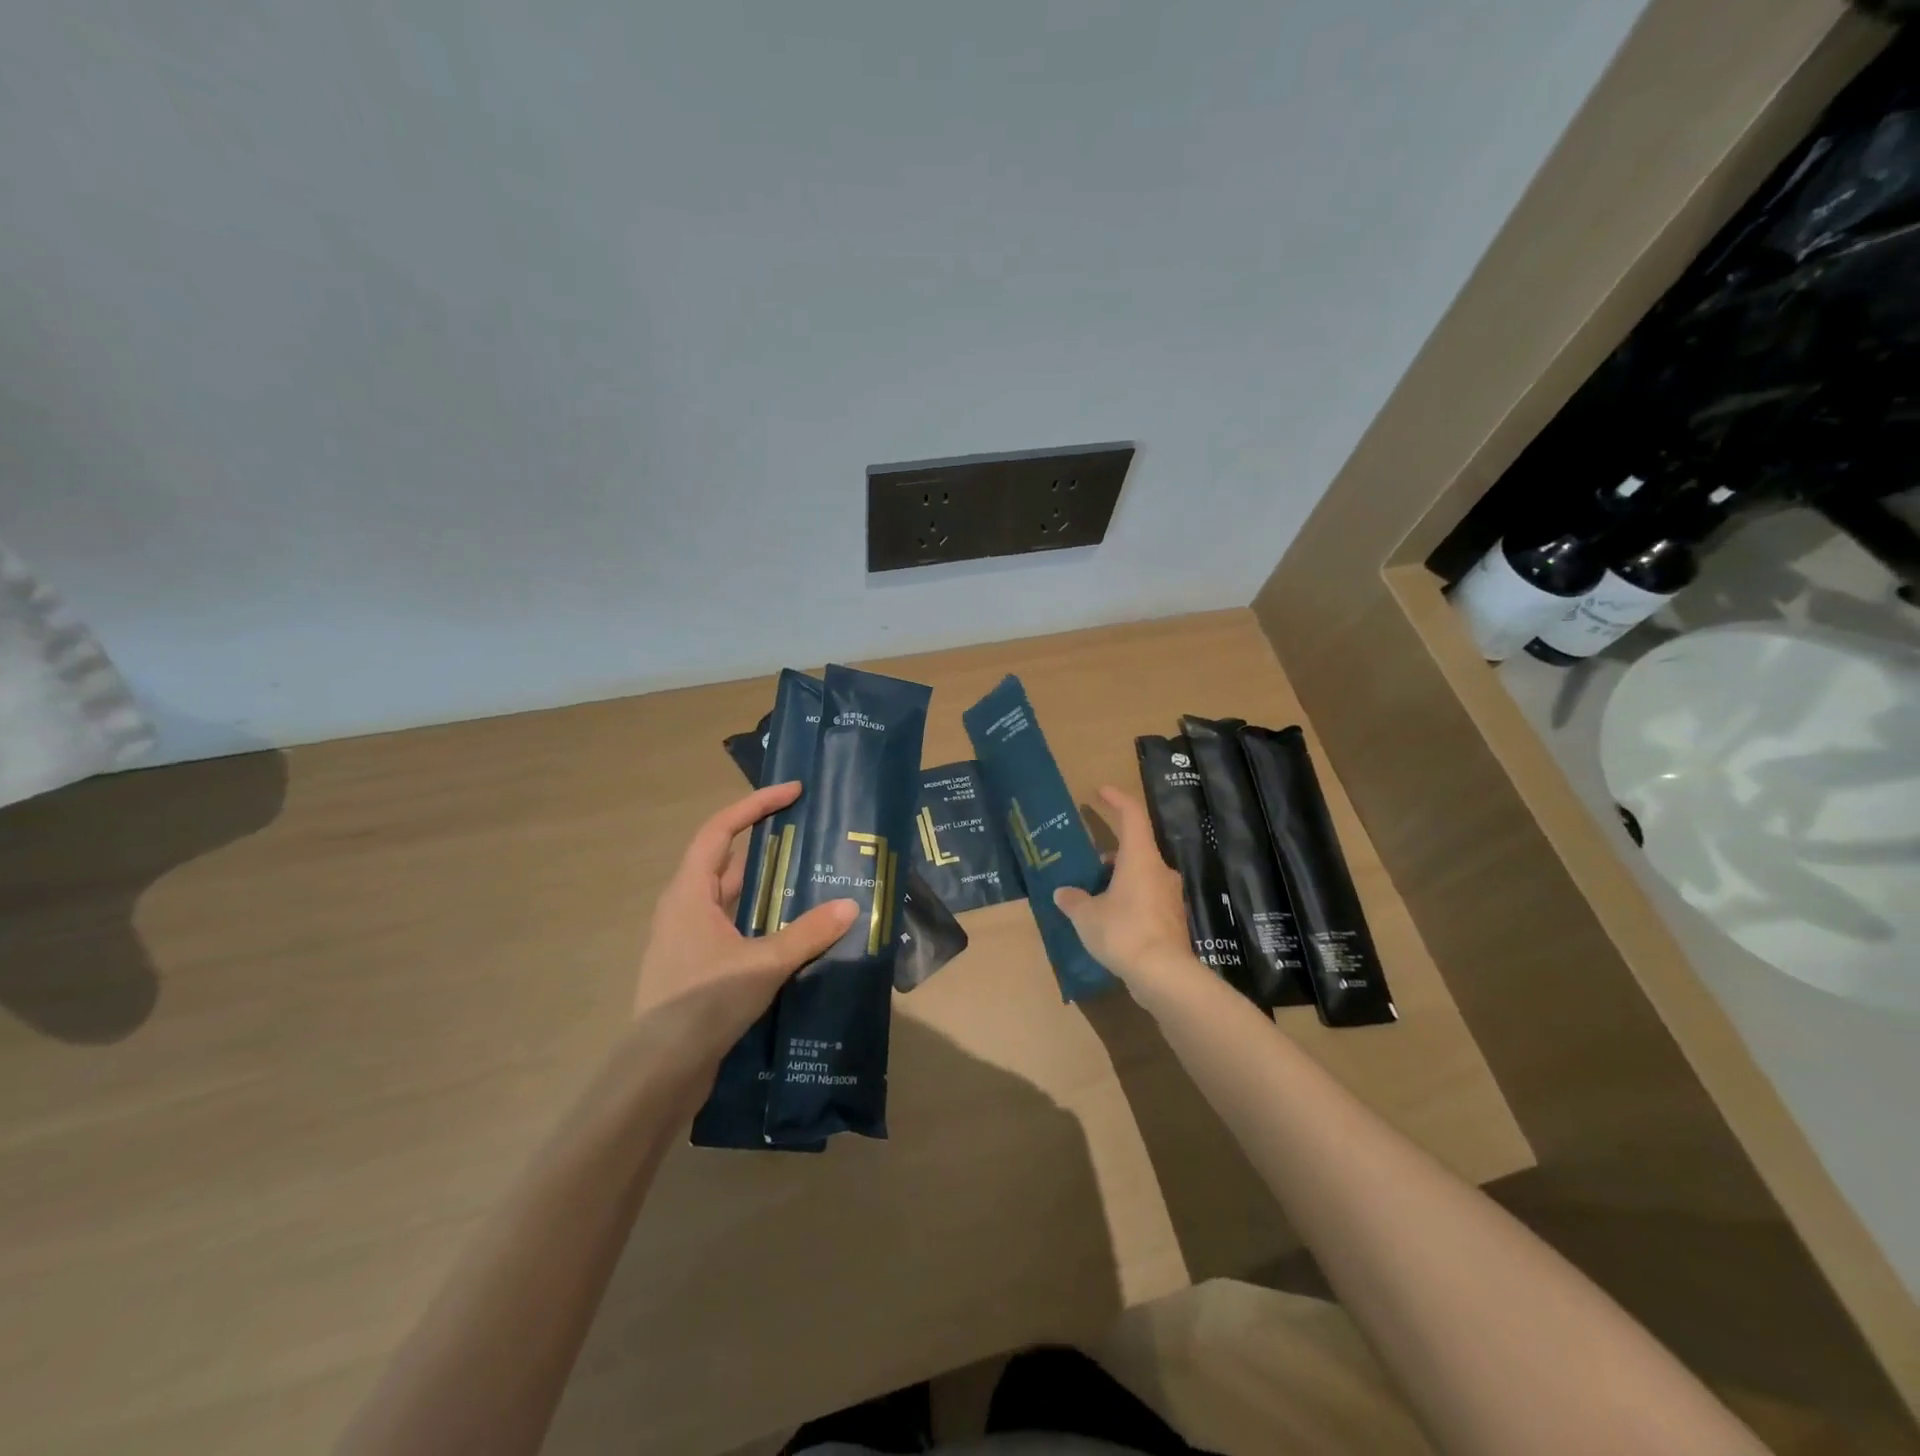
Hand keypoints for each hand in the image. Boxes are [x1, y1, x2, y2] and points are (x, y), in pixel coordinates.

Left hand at [633, 782, 857, 1071]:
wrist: (659, 1073)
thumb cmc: (702, 1003)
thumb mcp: (762, 964)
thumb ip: (807, 933)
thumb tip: (849, 906)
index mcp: (689, 893)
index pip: (720, 830)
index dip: (756, 805)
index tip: (793, 792)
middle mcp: (686, 908)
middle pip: (729, 863)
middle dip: (771, 848)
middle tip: (814, 839)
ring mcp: (690, 940)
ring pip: (735, 900)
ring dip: (771, 890)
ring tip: (816, 883)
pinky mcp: (699, 968)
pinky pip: (737, 929)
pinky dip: (765, 923)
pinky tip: (797, 935)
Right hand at [1053, 786, 1202, 1007]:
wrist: (1164, 975)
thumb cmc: (1123, 931)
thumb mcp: (1087, 915)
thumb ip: (1073, 900)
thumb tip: (1064, 893)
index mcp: (1140, 858)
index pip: (1132, 815)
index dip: (1117, 799)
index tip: (1101, 791)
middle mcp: (1160, 871)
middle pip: (1136, 849)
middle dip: (1111, 854)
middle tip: (1088, 864)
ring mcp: (1170, 897)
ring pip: (1142, 877)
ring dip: (1119, 880)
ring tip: (1093, 897)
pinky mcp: (1173, 921)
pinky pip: (1147, 900)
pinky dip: (1129, 902)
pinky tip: (1110, 921)